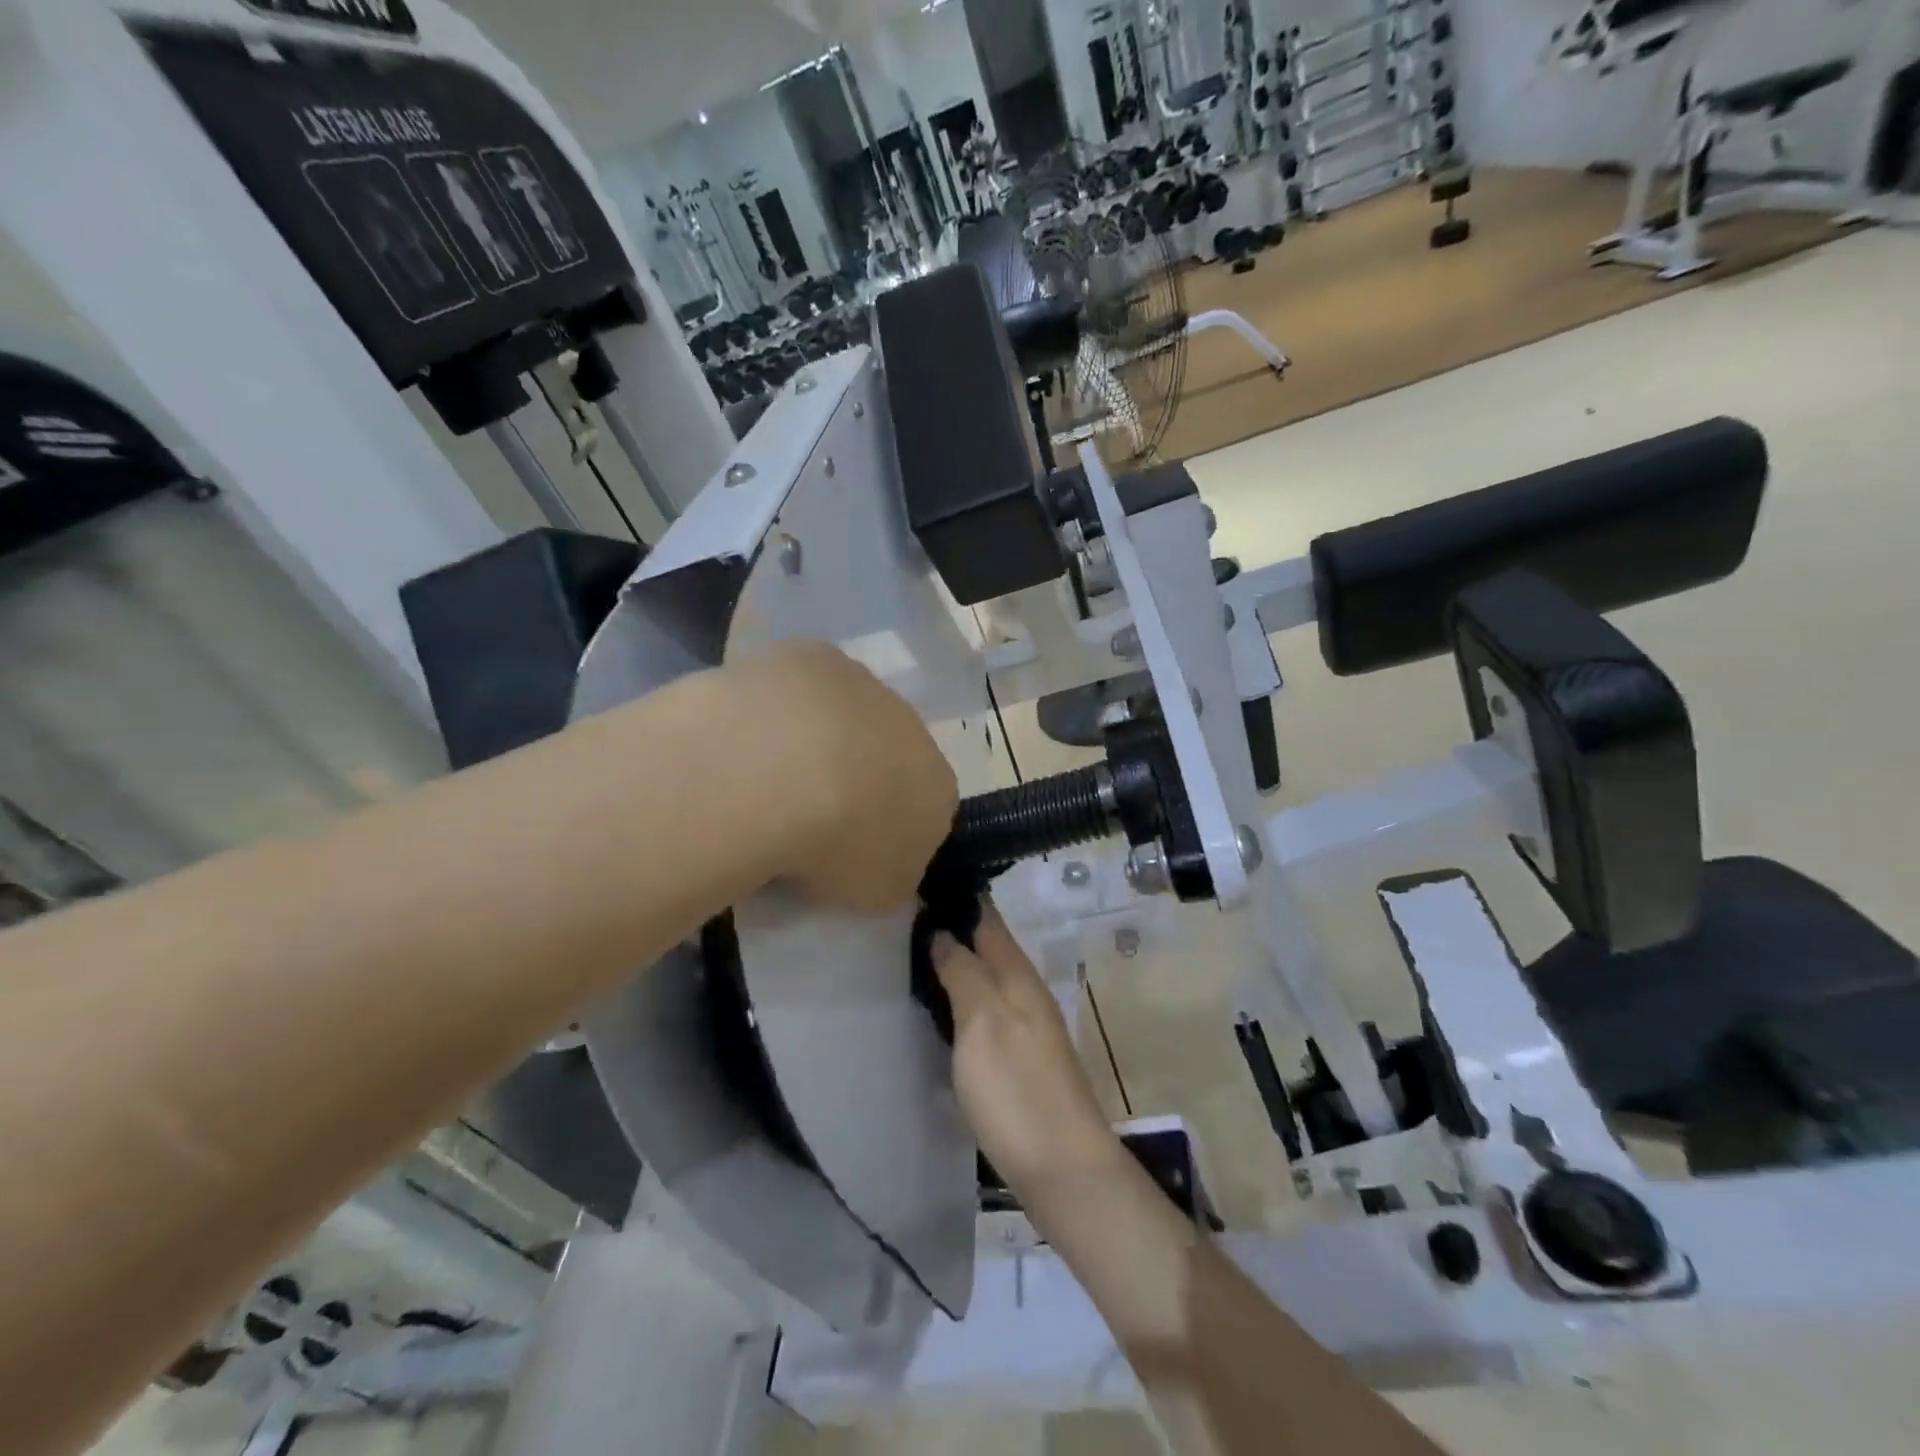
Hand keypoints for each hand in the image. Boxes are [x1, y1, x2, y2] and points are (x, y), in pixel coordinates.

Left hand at [717, 641, 957, 913]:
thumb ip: (890, 874)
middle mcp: (910, 725)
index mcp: (937, 784)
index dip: (889, 828)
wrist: (782, 770)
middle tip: (808, 810)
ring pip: (844, 711)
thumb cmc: (838, 844)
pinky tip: (746, 729)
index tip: (850, 850)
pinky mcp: (809, 654)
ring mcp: (860, 683)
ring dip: (818, 734)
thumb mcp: (877, 891)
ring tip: (767, 771)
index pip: (925, 808)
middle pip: (887, 752)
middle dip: (857, 773)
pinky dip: (779, 704)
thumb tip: (882, 861)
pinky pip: (797, 684)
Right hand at [932, 904, 1124, 1203]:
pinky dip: (963, 994)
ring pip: (987, 976)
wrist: (1062, 1167)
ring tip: (917, 949)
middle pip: (988, 945)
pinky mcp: (1019, 1057)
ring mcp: (1025, 1025)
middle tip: (908, 911)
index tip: (927, 874)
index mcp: (1018, 974)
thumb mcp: (982, 1022)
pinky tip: (941, 1002)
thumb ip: (964, 972)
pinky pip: (986, 1008)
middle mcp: (1025, 991)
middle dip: (956, 925)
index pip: (988, 918)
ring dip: (958, 960)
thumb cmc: (1016, 1088)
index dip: (962, 896)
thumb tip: (945, 932)